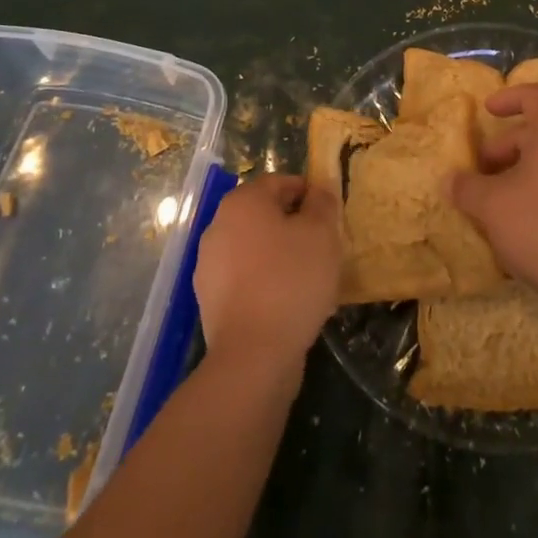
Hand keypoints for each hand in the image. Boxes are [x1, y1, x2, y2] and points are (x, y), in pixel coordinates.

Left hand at [193, 175, 341, 385]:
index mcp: (242, 201)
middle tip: (322, 246)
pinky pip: (244, 278)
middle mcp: (218, 225)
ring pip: (254, 248)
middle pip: (264, 214)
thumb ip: (322, 203)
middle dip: (293, 225)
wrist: (253, 355)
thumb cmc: (291, 280)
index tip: (329, 216)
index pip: (280, 182)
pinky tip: (286, 304)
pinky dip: (264, 282)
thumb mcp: (321, 233)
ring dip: (279, 255)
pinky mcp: (209, 299)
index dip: (308, 194)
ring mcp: (209, 264)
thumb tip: (318, 189)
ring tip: (307, 278)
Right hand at [447, 85, 537, 311]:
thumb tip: (450, 180)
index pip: (535, 95)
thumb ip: (466, 187)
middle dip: (508, 149)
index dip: (508, 98)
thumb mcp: (490, 206)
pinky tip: (531, 229)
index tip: (487, 112)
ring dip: (527, 175)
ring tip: (503, 204)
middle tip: (484, 176)